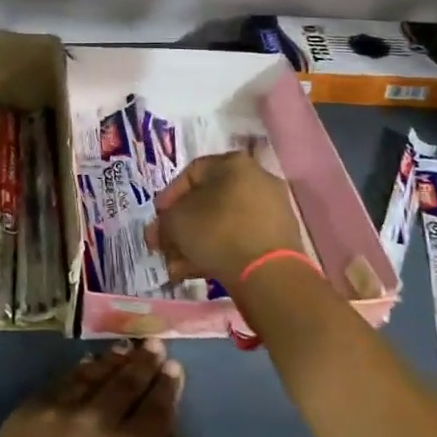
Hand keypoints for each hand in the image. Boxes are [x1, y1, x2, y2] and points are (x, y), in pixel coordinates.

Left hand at [0, 341, 195, 436]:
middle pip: (127, 383)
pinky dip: (79, 368)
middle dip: (145, 362)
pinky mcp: (29, 410)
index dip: (168, 386)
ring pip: (95, 375)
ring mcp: (61, 410)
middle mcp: (99, 419)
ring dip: (114, 360)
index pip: (157, 408)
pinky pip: (61, 380)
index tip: (174, 367)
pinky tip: (88, 363)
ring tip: (127, 348)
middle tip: (155, 345)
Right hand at [148, 150, 304, 287]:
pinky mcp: (279, 238)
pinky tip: (196, 271)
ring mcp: (272, 209)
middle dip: (181, 226)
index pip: (191, 173)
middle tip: (164, 245)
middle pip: (207, 201)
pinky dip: (218, 251)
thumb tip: (161, 230)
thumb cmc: (217, 232)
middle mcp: (257, 179)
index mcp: (233, 163)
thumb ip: (163, 221)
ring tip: (176, 266)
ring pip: (222, 223)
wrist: (268, 273)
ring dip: (195, 243)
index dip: (168, 197)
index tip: (157, 220)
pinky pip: (240, 239)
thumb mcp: (175, 221)